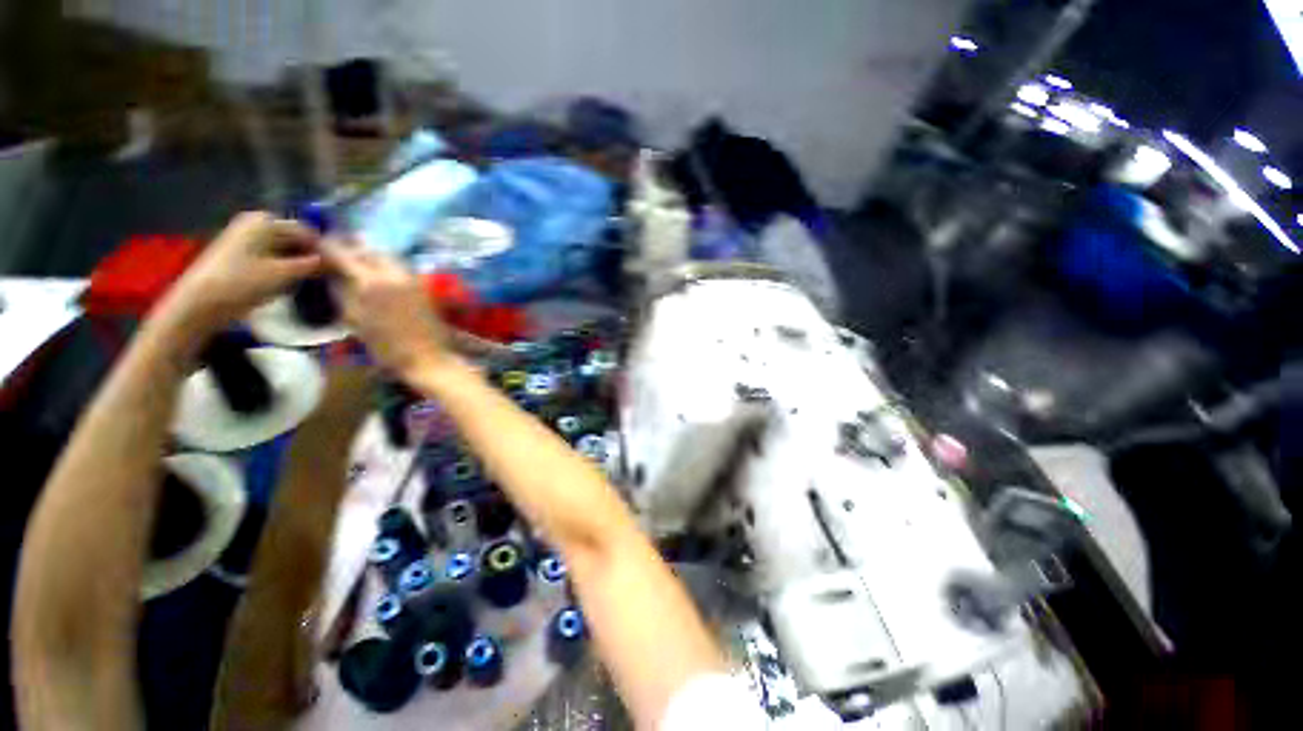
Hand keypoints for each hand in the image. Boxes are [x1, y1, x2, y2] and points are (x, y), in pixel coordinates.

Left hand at [157, 211, 322, 336]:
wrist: (200, 303)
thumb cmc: (242, 282)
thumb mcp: (284, 274)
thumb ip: (313, 265)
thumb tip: (338, 262)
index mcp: (265, 221)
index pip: (307, 231)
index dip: (324, 249)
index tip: (341, 268)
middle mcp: (256, 224)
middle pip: (295, 239)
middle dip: (312, 256)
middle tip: (331, 277)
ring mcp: (246, 240)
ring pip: (285, 250)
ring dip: (301, 265)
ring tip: (316, 282)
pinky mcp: (241, 256)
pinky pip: (273, 258)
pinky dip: (286, 269)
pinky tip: (295, 284)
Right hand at [322, 243, 449, 379]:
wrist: (428, 357)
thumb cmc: (387, 346)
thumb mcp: (355, 321)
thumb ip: (342, 293)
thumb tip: (332, 274)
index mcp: (371, 282)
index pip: (344, 255)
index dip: (328, 247)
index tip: (317, 243)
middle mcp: (393, 273)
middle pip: (369, 250)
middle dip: (352, 247)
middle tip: (338, 250)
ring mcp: (413, 278)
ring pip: (388, 256)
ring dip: (371, 254)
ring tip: (357, 260)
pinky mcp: (424, 286)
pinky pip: (402, 266)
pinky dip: (387, 264)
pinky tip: (379, 273)